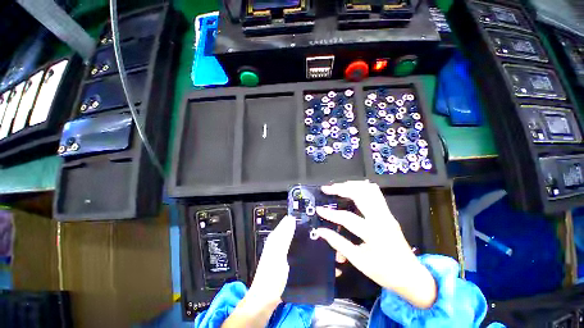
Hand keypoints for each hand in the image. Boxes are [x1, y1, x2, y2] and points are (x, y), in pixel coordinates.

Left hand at [222, 216, 295, 327]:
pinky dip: (291, 244)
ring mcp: (276, 254)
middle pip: (283, 231)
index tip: (298, 215)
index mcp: (273, 241)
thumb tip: (290, 220)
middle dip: (291, 225)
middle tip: (301, 221)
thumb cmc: (272, 276)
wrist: (264, 298)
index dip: (289, 220)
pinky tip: (295, 246)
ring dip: (291, 233)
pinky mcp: (279, 262)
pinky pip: (286, 248)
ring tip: (300, 230)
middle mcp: (273, 245)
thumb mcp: (279, 253)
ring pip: (284, 239)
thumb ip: (285, 237)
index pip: (282, 225)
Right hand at [315, 181, 436, 308]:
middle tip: (327, 189)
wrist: (412, 275)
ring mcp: (387, 213)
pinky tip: (353, 188)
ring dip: (351, 185)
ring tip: (338, 186)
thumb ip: (338, 243)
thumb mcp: (359, 261)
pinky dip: (362, 187)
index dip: (330, 214)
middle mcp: (381, 218)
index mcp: (374, 233)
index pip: (347, 218)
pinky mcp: (388, 212)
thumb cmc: (384, 272)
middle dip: (341, 188)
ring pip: (369, 189)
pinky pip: (375, 193)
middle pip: (360, 194)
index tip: (318, 209)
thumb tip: (320, 231)